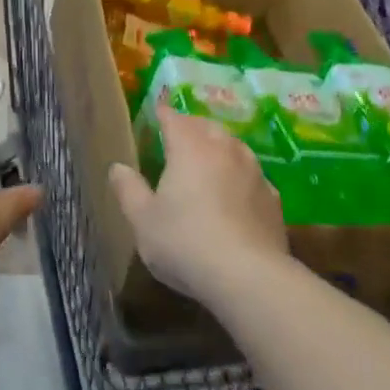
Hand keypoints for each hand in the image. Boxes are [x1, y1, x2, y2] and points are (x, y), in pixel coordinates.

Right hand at [108, 108, 288, 302]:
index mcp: (189, 147)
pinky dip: (239, 176)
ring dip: (219, 148)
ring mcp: (253, 171)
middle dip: (192, 127)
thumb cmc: (185, 243)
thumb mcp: (143, 221)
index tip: (157, 113)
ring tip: (208, 160)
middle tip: (179, 136)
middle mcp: (224, 149)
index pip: (173, 118)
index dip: (163, 114)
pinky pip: (251, 175)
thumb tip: (117, 167)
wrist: (249, 277)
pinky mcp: (272, 197)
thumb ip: (128, 190)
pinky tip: (235, 193)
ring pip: (233, 146)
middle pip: (206, 126)